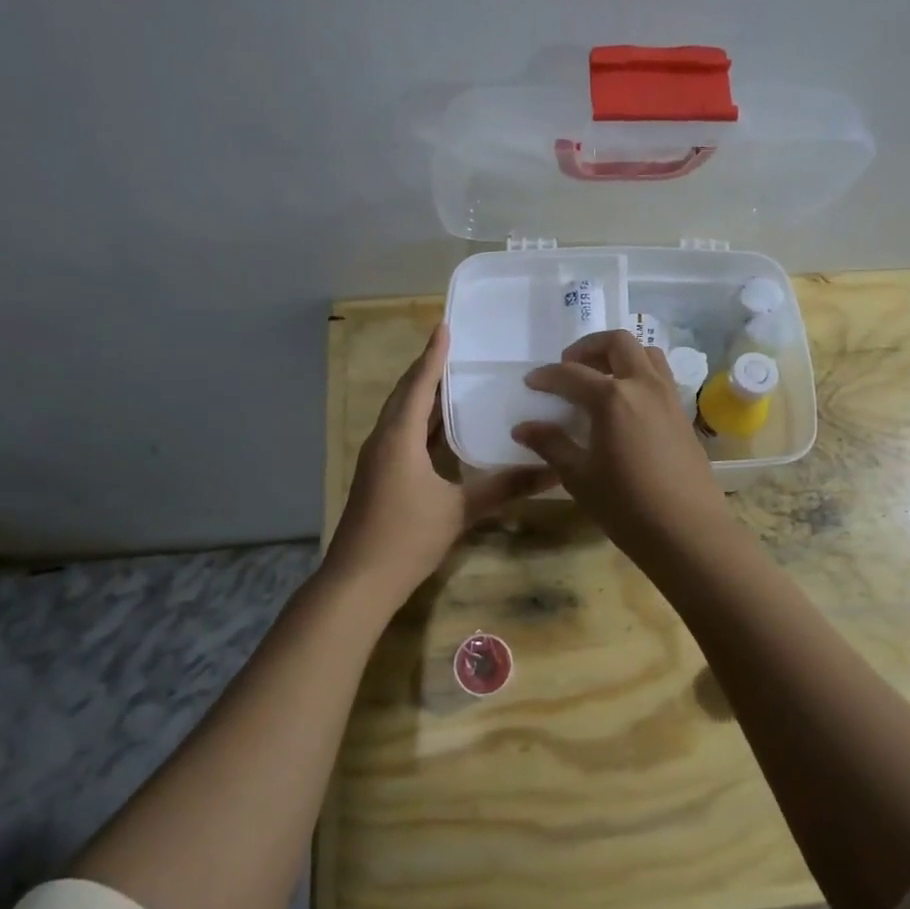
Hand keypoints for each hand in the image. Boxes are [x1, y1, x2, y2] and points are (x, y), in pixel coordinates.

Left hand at [324, 323, 555, 606]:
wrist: (358, 582)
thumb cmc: (406, 537)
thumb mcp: (459, 510)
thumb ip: (503, 487)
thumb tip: (551, 471)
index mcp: (398, 437)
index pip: (418, 385)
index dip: (433, 355)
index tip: (445, 327)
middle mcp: (383, 440)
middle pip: (405, 395)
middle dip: (428, 371)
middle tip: (457, 351)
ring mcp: (377, 460)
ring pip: (401, 417)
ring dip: (423, 397)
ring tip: (454, 381)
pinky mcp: (378, 478)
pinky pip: (401, 436)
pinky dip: (421, 423)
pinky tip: (441, 430)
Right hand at [513, 330, 730, 559]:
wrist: (687, 531)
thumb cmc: (626, 506)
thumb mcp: (579, 476)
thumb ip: (551, 444)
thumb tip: (523, 427)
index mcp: (612, 397)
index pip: (571, 374)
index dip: (547, 376)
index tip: (531, 383)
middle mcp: (643, 386)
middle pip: (617, 343)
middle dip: (588, 347)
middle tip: (569, 366)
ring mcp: (669, 398)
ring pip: (646, 353)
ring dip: (619, 355)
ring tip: (600, 377)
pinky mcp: (683, 415)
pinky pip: (661, 376)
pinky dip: (639, 374)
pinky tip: (626, 404)